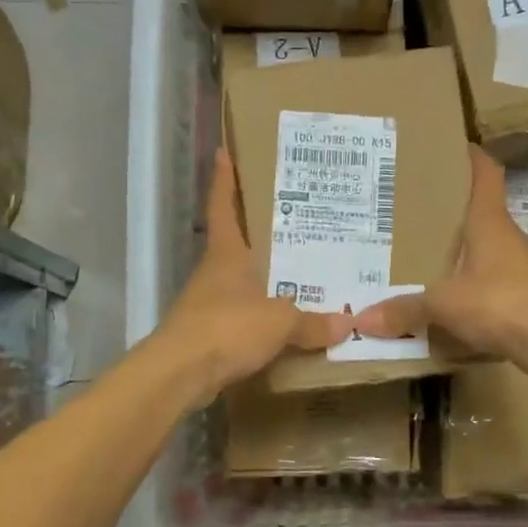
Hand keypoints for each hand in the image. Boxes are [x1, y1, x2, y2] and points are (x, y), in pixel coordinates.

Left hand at [155, 150, 355, 402]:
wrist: (180, 374)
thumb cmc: (227, 327)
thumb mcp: (279, 322)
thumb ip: (313, 322)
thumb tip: (348, 323)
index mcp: (227, 254)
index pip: (223, 206)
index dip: (224, 179)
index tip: (224, 152)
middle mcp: (215, 272)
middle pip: (236, 242)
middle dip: (259, 230)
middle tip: (294, 216)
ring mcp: (209, 303)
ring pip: (241, 281)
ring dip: (263, 276)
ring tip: (300, 270)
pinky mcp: (209, 334)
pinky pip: (243, 316)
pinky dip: (262, 315)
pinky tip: (285, 322)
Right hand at [352, 147, 527, 370]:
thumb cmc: (499, 302)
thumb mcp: (443, 304)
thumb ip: (404, 309)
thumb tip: (362, 320)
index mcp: (489, 221)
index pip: (486, 175)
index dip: (472, 158)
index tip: (454, 147)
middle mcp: (508, 237)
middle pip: (482, 212)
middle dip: (452, 211)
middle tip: (416, 210)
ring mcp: (522, 267)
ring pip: (487, 249)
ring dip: (463, 251)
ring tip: (426, 255)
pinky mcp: (527, 296)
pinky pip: (492, 282)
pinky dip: (472, 284)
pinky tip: (451, 298)